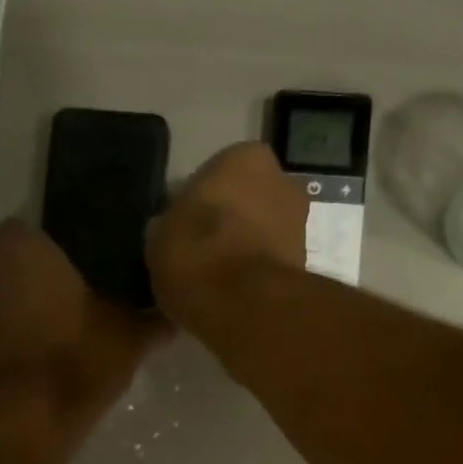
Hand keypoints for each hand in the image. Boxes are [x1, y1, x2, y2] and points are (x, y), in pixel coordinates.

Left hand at [0, 218, 162, 410]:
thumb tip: (174, 316)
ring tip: (30, 317)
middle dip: (9, 265)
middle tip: (44, 287)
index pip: (23, 226)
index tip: (66, 266)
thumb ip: (151, 320)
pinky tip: (20, 345)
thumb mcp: (129, 337)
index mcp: (25, 247)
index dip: (42, 246)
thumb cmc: (79, 358)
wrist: (30, 416)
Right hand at [146, 142, 307, 327]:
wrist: (243, 305)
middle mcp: (281, 182)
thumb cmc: (197, 254)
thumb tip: (168, 233)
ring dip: (242, 252)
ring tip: (213, 283)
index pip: (215, 176)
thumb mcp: (159, 236)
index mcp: (245, 157)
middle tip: (199, 256)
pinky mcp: (303, 267)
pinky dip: (253, 278)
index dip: (197, 206)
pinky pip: (268, 266)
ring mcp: (298, 225)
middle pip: (245, 204)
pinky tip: (230, 298)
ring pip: (260, 235)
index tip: (182, 232)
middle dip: (228, 226)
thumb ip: (169, 226)